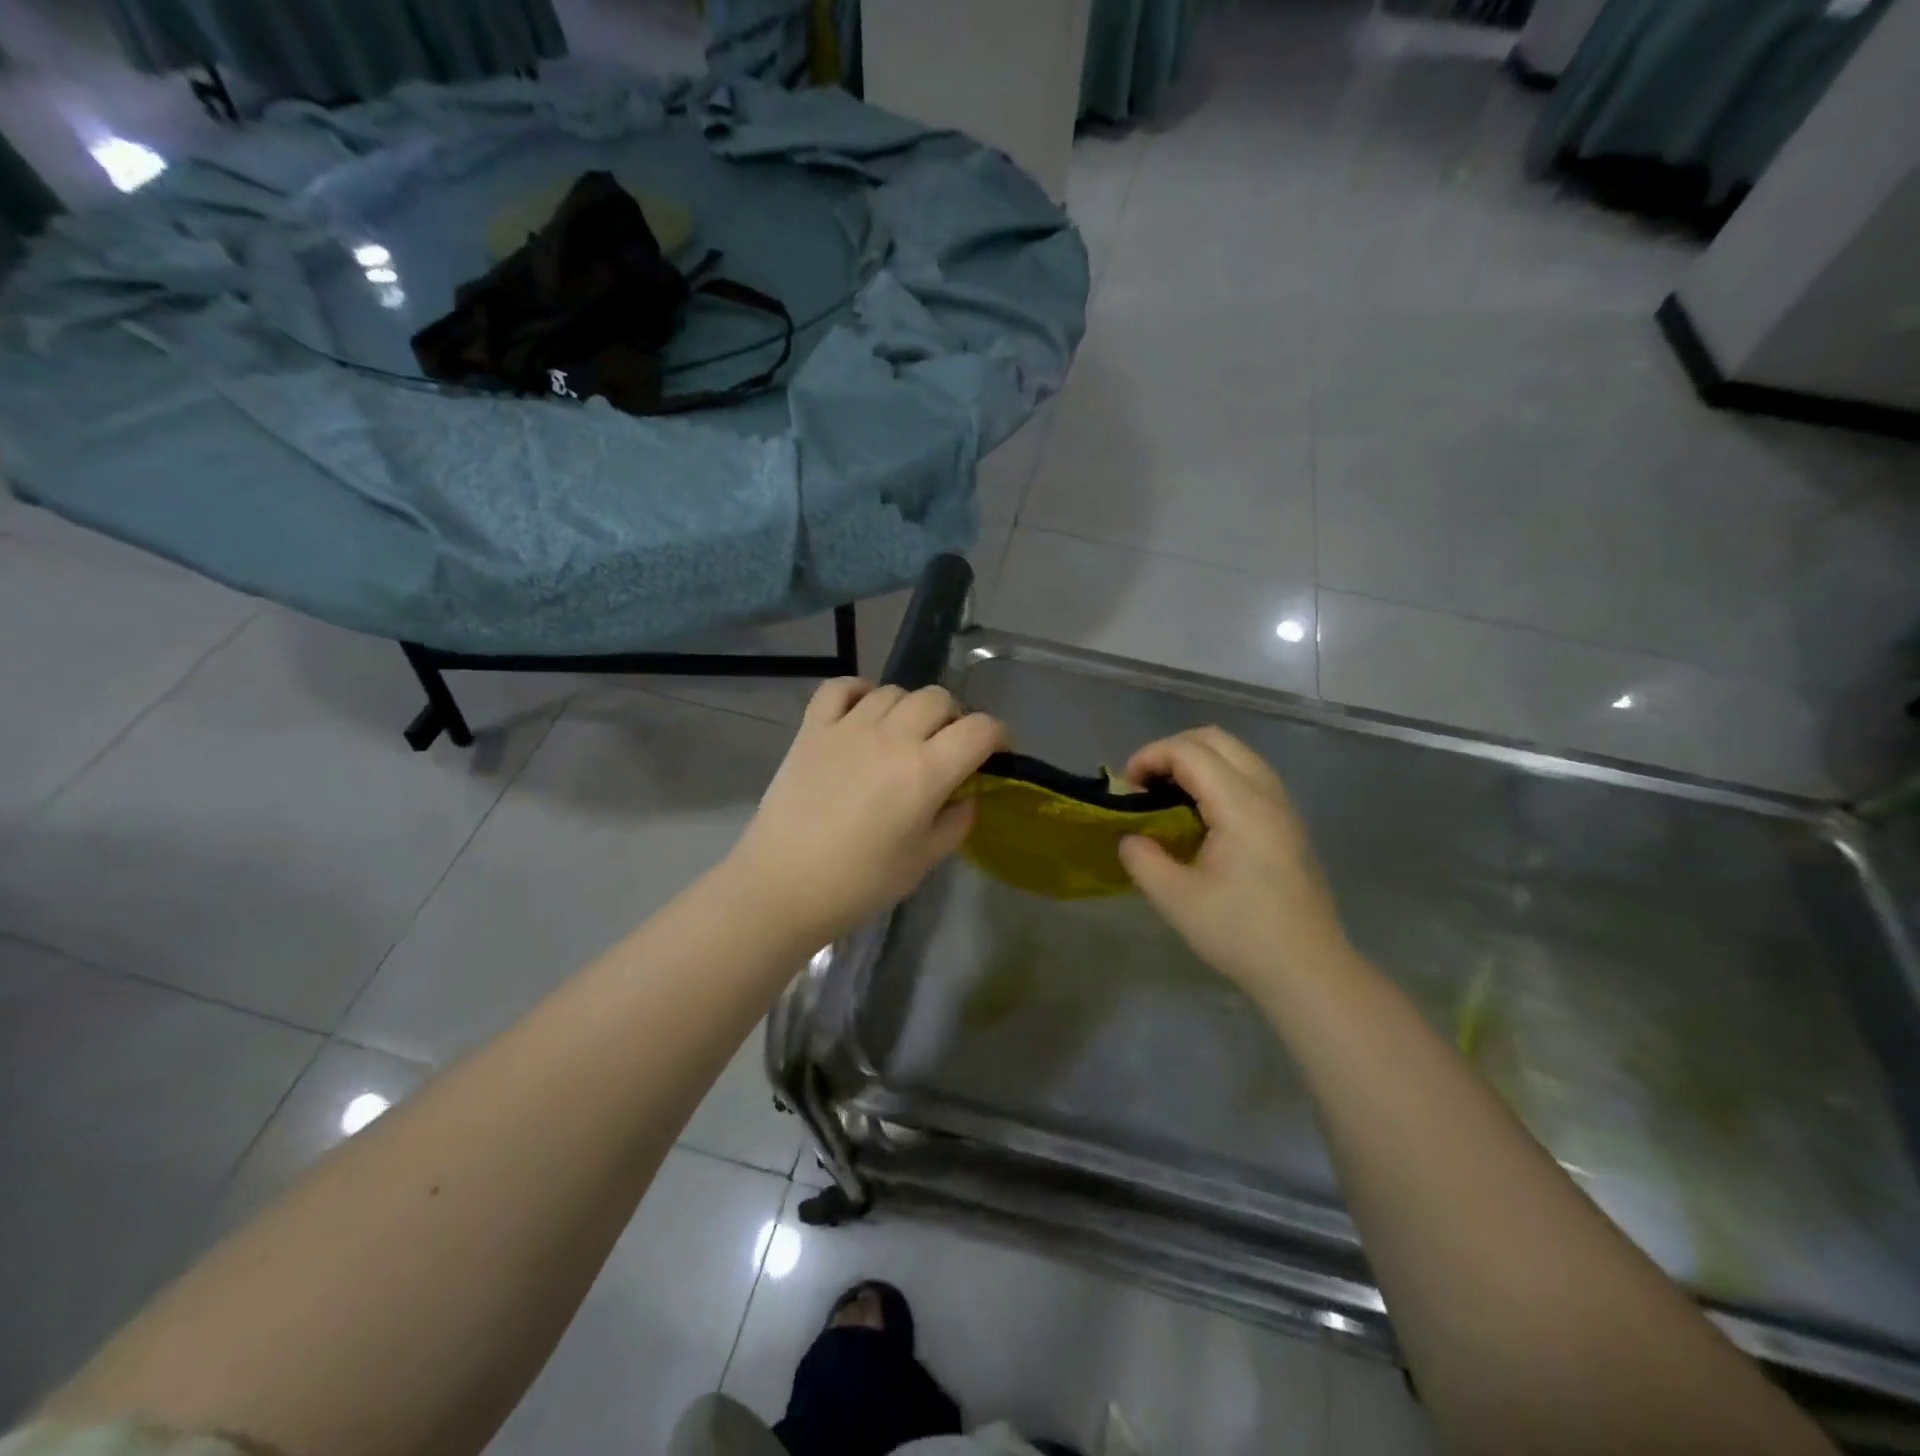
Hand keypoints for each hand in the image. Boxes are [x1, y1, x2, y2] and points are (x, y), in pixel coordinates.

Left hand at [727, 678, 1004, 949]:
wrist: (782, 886)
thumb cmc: (860, 883)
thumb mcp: (925, 861)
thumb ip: (957, 820)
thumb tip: (965, 794)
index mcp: (926, 770)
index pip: (980, 729)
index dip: (998, 737)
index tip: (997, 754)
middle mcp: (892, 736)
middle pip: (939, 699)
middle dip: (954, 720)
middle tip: (947, 749)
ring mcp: (848, 727)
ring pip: (894, 691)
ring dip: (910, 709)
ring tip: (903, 737)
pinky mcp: (812, 728)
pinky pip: (841, 687)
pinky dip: (859, 691)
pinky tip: (863, 712)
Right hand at [1119, 727, 1352, 995]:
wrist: (1308, 970)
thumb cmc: (1240, 932)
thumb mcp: (1175, 899)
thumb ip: (1142, 858)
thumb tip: (1131, 838)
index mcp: (1241, 805)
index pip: (1189, 751)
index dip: (1150, 757)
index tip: (1126, 787)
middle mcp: (1266, 793)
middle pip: (1216, 739)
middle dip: (1172, 749)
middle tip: (1145, 784)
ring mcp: (1283, 807)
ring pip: (1236, 754)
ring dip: (1196, 761)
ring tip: (1167, 796)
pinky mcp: (1288, 824)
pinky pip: (1249, 776)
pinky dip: (1216, 777)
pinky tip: (1199, 816)